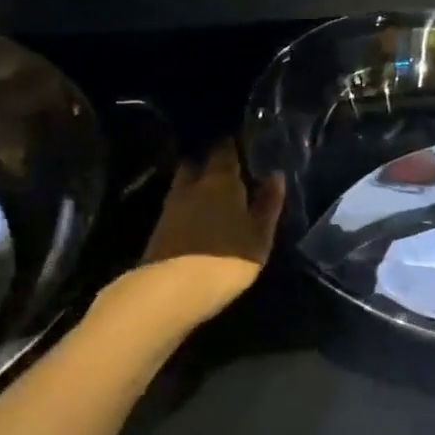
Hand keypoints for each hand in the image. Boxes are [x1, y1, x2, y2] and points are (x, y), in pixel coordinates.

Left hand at [91, 141, 284, 339]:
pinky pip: (177, 204)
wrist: (172, 290)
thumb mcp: (259, 236)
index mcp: (220, 179)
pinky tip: (196, 214)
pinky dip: (187, 204)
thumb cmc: (227, 259)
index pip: (224, 149)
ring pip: (185, 183)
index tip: (242, 144)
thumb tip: (276, 175)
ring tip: (212, 192)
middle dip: (209, 161)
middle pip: (198, 162)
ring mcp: (172, 205)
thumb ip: (268, 205)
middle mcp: (193, 184)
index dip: (232, 144)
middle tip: (226, 168)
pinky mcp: (159, 226)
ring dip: (196, 183)